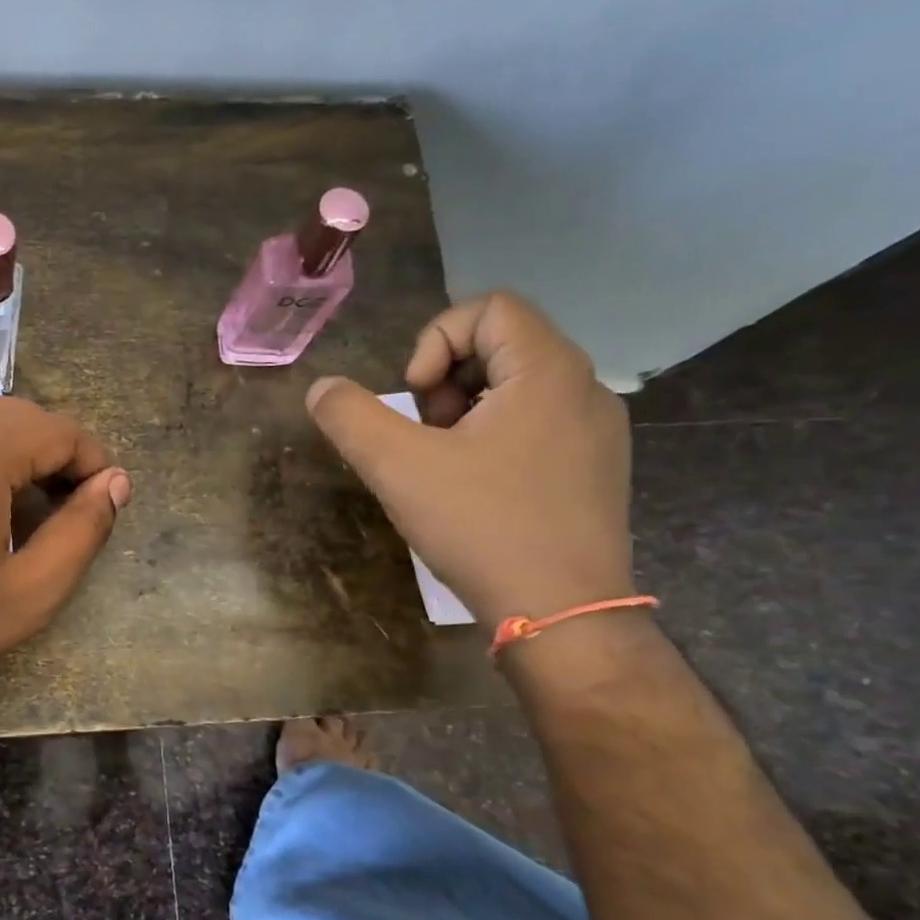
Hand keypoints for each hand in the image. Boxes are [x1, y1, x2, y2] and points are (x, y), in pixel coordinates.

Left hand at [0, 397, 130, 726]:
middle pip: (12, 418)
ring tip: (7, 512)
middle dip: (48, 456)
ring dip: (0, 456)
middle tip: (60, 509)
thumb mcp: (26, 593)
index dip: (92, 462)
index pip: (58, 429)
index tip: (103, 501)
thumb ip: (81, 533)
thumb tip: (114, 485)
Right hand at [305, 291, 633, 628]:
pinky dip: (495, 439)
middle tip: (425, 437)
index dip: (434, 342)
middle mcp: (584, 388)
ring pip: (519, 388)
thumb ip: (350, 417)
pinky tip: (476, 491)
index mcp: (547, 371)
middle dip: (446, 381)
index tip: (416, 402)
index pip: (489, 307)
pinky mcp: (595, 470)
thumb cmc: (482, 527)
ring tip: (445, 466)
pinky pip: (538, 425)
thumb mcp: (397, 467)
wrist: (563, 612)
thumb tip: (321, 388)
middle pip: (502, 344)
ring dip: (466, 412)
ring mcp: (597, 432)